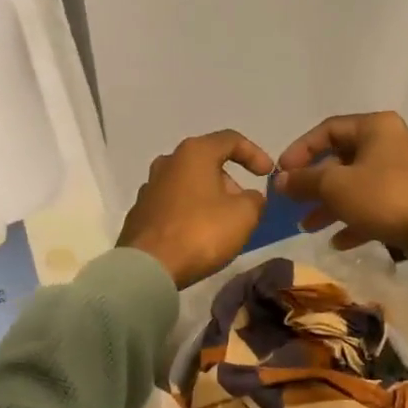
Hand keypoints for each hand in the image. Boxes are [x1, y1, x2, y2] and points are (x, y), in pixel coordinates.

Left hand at [118, 130, 274, 287]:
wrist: (148, 267)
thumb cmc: (201, 232)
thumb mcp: (244, 215)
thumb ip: (255, 199)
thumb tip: (249, 198)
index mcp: (194, 153)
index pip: (231, 140)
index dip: (255, 154)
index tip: (268, 174)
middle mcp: (167, 162)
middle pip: (206, 162)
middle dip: (230, 181)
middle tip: (244, 206)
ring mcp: (149, 187)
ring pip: (188, 184)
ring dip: (208, 197)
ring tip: (222, 223)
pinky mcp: (140, 212)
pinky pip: (173, 205)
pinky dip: (189, 212)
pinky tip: (197, 235)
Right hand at [276, 111, 407, 271]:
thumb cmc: (384, 197)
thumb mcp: (334, 186)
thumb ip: (303, 181)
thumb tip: (278, 180)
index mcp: (376, 127)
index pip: (328, 129)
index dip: (300, 150)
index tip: (281, 172)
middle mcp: (392, 143)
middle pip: (342, 159)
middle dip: (314, 183)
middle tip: (293, 202)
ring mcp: (403, 173)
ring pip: (356, 185)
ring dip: (330, 205)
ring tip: (308, 226)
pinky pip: (374, 205)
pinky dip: (354, 220)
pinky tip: (338, 242)